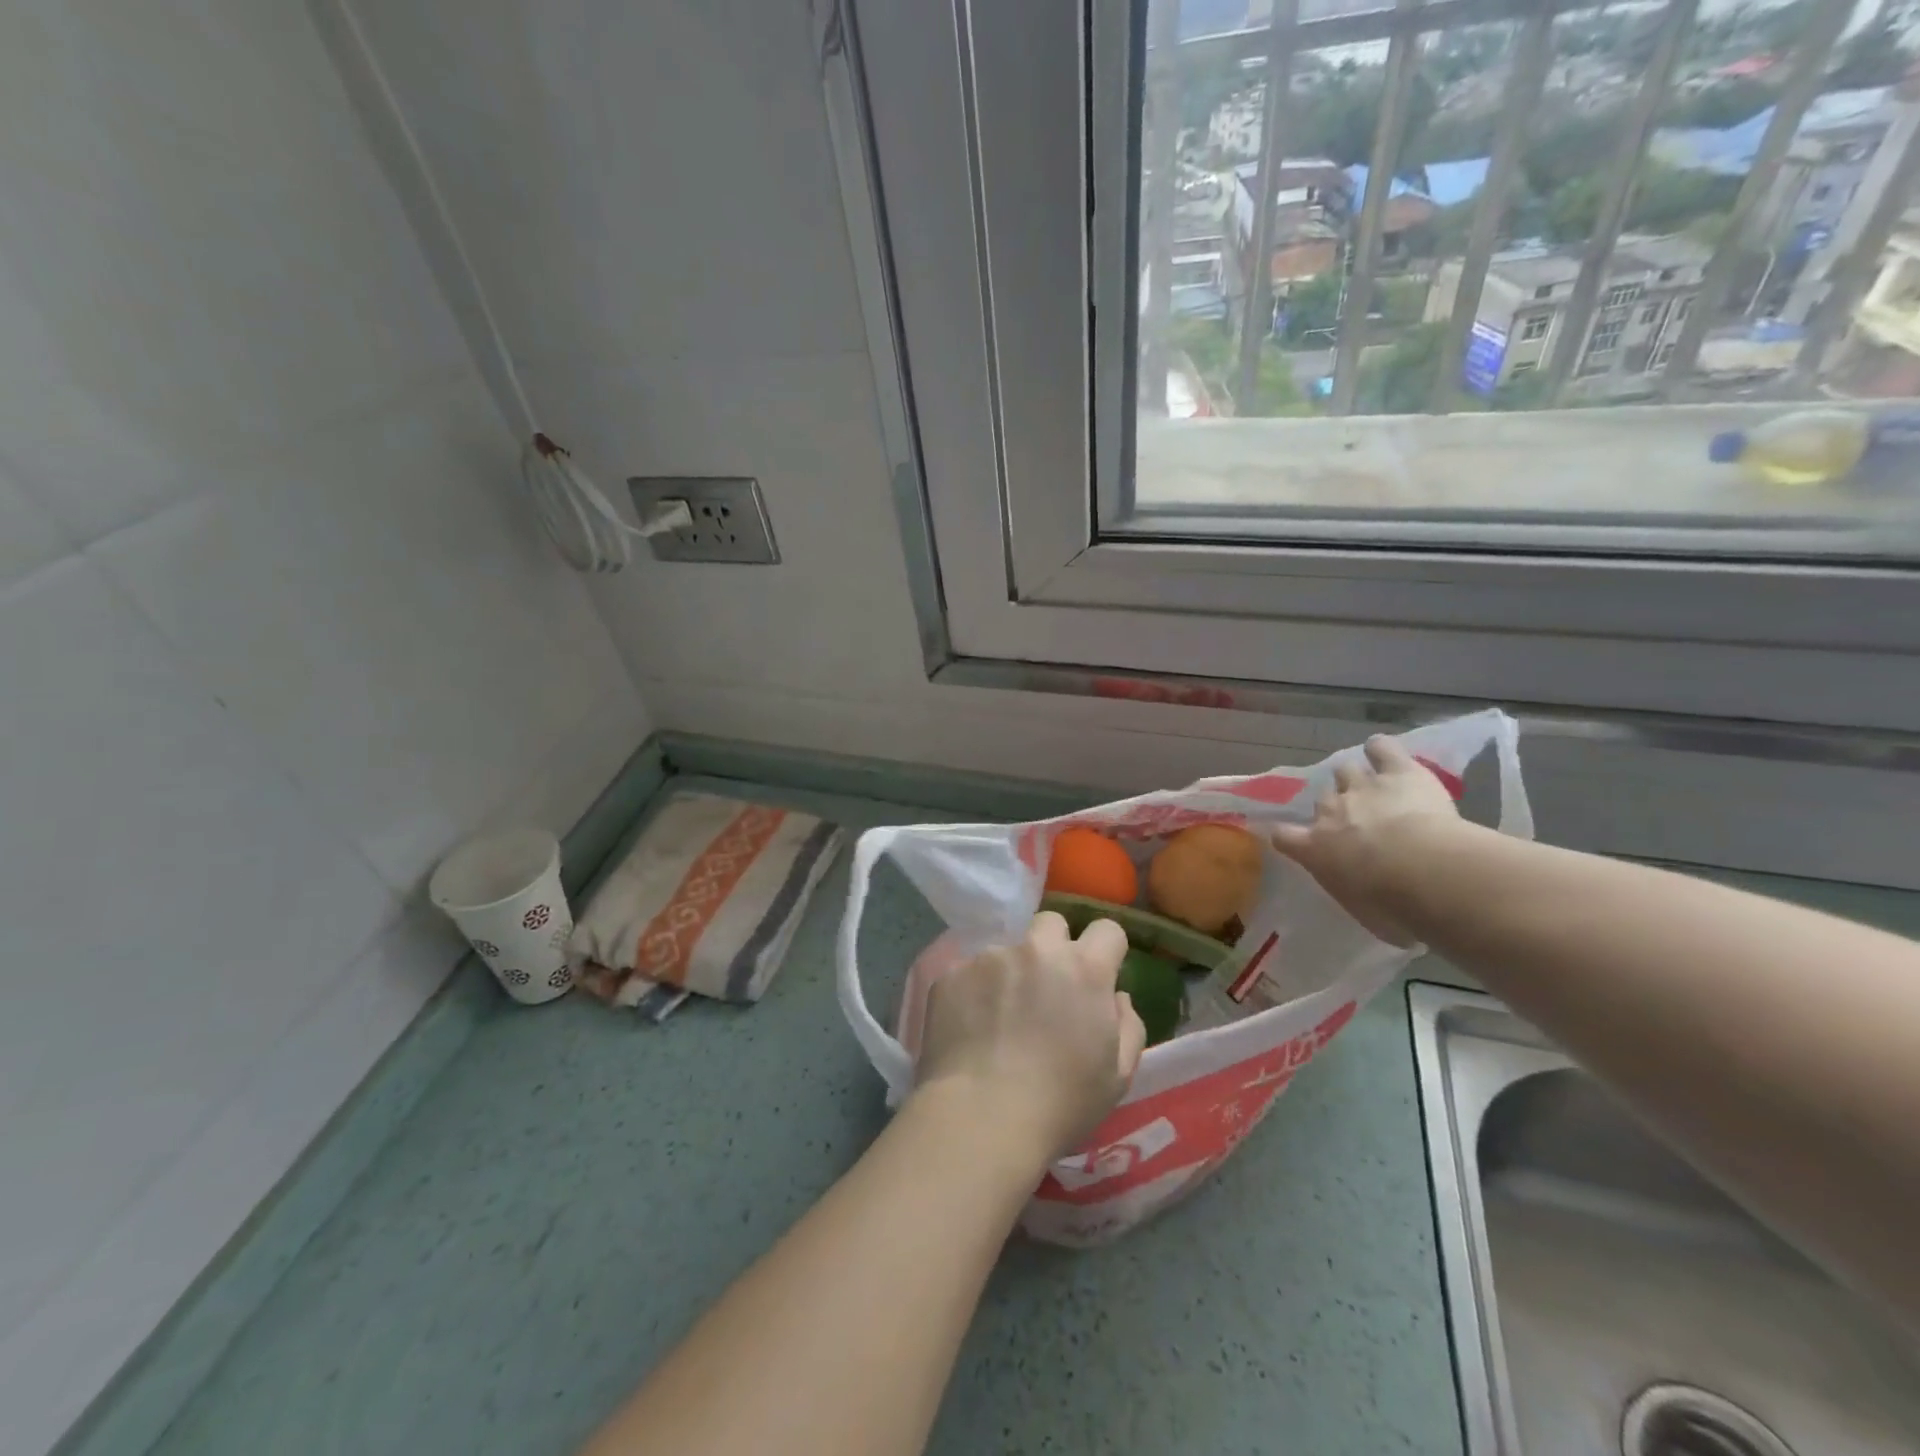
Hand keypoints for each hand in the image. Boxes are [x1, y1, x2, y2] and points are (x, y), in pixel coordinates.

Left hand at [913, 912, 1147, 1166]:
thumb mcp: (1117, 1076)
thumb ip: (1127, 1026)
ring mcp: (990, 957)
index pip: (1107, 930)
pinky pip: (969, 972)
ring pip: (1006, 951)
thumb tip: (1116, 997)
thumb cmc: (1060, 1104)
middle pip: (1052, 924)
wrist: (981, 1118)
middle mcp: (1037, 950)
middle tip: (1046, 989)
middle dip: (1054, 947)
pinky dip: (973, 992)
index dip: (1106, 951)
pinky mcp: (951, 973)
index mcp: (1084, 969)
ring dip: (1010, 973)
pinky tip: (969, 1029)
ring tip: (999, 1019)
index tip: (1098, 976)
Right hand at [1270, 735, 1468, 945]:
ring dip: (1355, 778)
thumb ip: (1358, 896)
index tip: (1294, 840)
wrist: (1426, 872)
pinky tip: (1385, 753)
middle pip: (1322, 799)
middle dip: (1334, 806)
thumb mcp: (1365, 914)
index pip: (1284, 836)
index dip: (1287, 836)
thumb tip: (1368, 898)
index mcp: (1315, 850)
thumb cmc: (1392, 907)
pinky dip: (1381, 750)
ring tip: (1371, 786)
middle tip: (1354, 820)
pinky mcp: (1398, 771)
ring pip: (1346, 770)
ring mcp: (1362, 787)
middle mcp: (1330, 812)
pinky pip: (1382, 749)